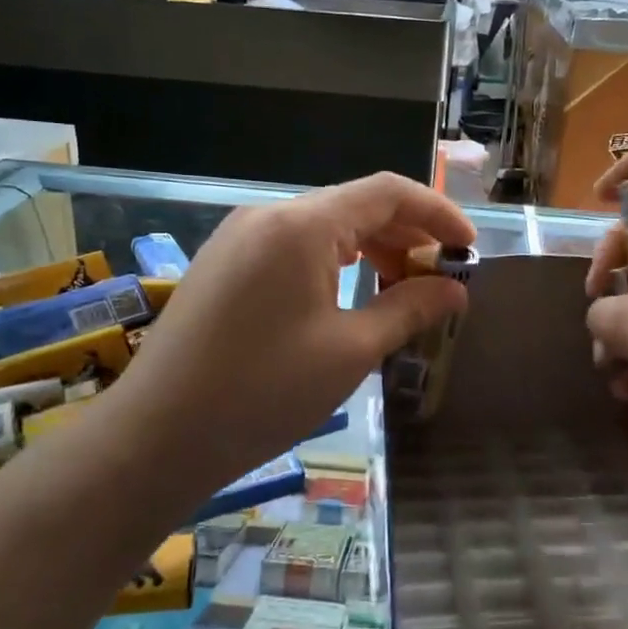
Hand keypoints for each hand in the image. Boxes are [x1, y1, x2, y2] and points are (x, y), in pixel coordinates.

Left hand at [106, 172, 474, 520]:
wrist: (157, 435)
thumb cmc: (262, 392)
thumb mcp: (349, 352)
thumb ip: (408, 309)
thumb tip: (455, 290)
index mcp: (302, 226)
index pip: (387, 193)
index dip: (438, 213)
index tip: (470, 249)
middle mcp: (268, 216)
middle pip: (354, 207)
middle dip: (406, 237)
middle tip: (440, 281)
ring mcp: (239, 238)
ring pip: (323, 228)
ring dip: (370, 251)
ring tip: (399, 293)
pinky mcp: (223, 265)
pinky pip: (292, 249)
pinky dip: (332, 265)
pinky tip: (347, 298)